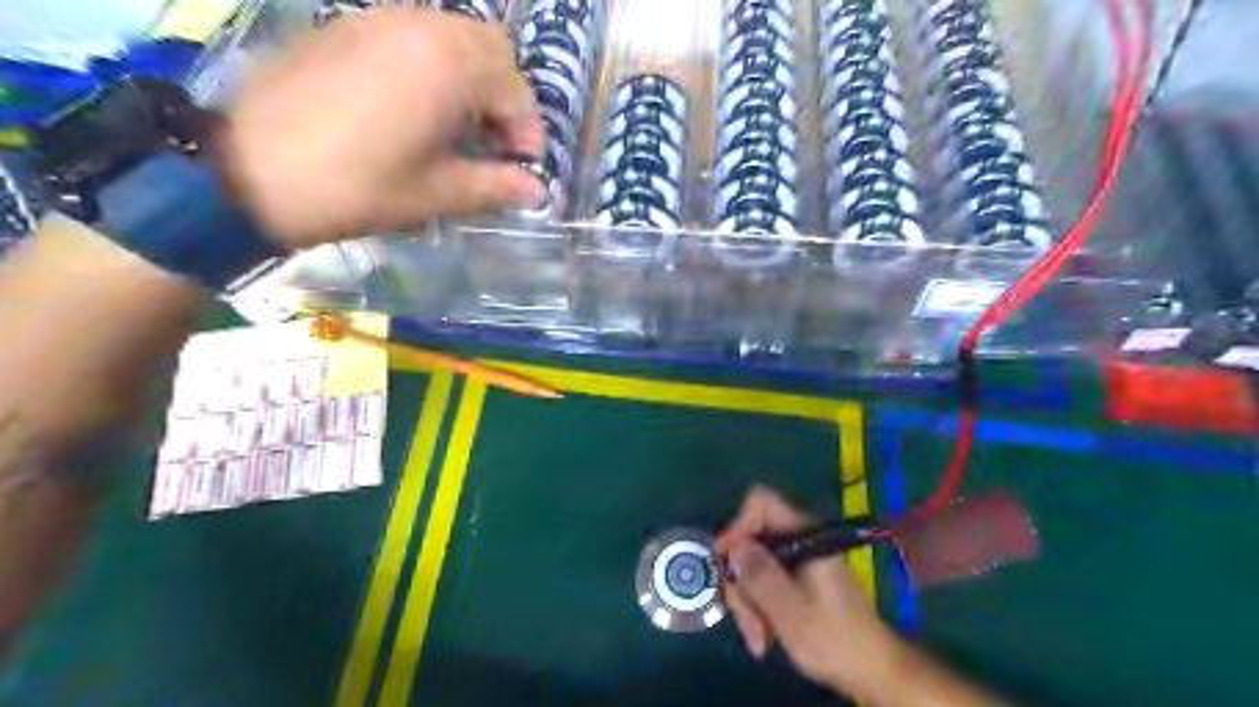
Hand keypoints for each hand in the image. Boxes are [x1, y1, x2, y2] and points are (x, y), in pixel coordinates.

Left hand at [221, 8, 547, 247]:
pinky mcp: (348, 26)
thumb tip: (539, 192)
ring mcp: (380, 19)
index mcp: (449, 66)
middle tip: (496, 142)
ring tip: (461, 125)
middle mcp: (421, 27)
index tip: (523, 167)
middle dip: (505, 96)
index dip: (528, 131)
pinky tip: (418, 106)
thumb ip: (496, 186)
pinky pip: (413, 33)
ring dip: (472, 77)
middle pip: (491, 49)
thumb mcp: (435, 193)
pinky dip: (435, 64)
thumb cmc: (356, 186)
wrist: (247, 169)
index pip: (516, 89)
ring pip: (453, 35)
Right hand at [713, 486, 900, 694]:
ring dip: (748, 602)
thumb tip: (733, 546)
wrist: (873, 671)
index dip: (737, 526)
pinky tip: (764, 637)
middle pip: (751, 540)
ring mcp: (798, 559)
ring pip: (754, 565)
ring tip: (758, 640)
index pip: (761, 502)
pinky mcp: (797, 579)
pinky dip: (759, 607)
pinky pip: (765, 582)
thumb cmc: (834, 640)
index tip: (726, 563)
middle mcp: (800, 539)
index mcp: (805, 535)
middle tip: (744, 619)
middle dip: (741, 580)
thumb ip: (760, 575)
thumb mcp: (790, 611)